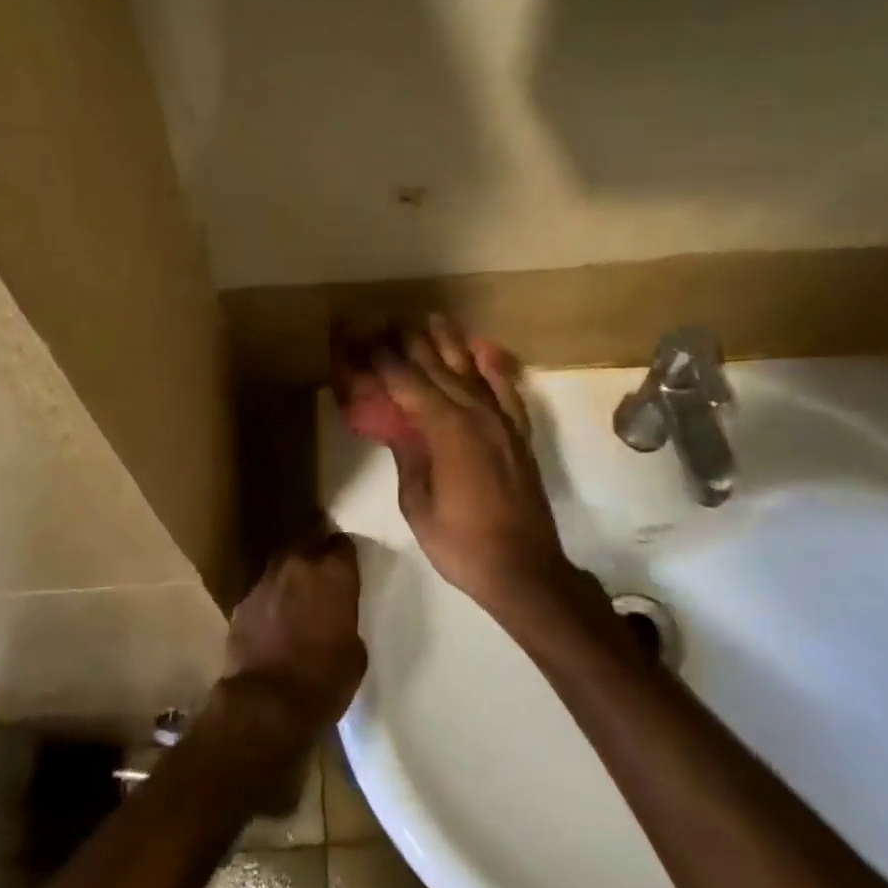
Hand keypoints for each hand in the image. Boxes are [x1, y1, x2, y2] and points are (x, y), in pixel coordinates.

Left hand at [220, 531, 367, 745]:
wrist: (266, 704)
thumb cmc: (323, 680)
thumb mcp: (355, 652)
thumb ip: (346, 619)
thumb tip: (336, 616)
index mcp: (333, 573)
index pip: (343, 544)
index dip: (345, 557)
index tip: (347, 570)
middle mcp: (298, 565)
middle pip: (309, 546)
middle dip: (316, 559)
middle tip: (322, 582)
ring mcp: (265, 581)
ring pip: (282, 567)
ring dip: (290, 579)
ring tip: (296, 602)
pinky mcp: (241, 603)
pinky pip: (262, 593)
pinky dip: (269, 602)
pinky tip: (272, 624)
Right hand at [376, 317, 572, 612]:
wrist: (524, 569)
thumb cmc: (461, 543)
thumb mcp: (417, 504)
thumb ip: (408, 457)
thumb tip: (398, 427)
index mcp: (446, 430)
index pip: (407, 383)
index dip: (382, 359)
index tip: (362, 338)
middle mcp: (476, 414)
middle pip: (439, 368)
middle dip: (411, 343)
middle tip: (387, 321)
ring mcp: (501, 422)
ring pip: (472, 370)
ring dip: (450, 342)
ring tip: (432, 318)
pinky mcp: (518, 434)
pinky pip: (506, 389)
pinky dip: (494, 366)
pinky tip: (484, 348)